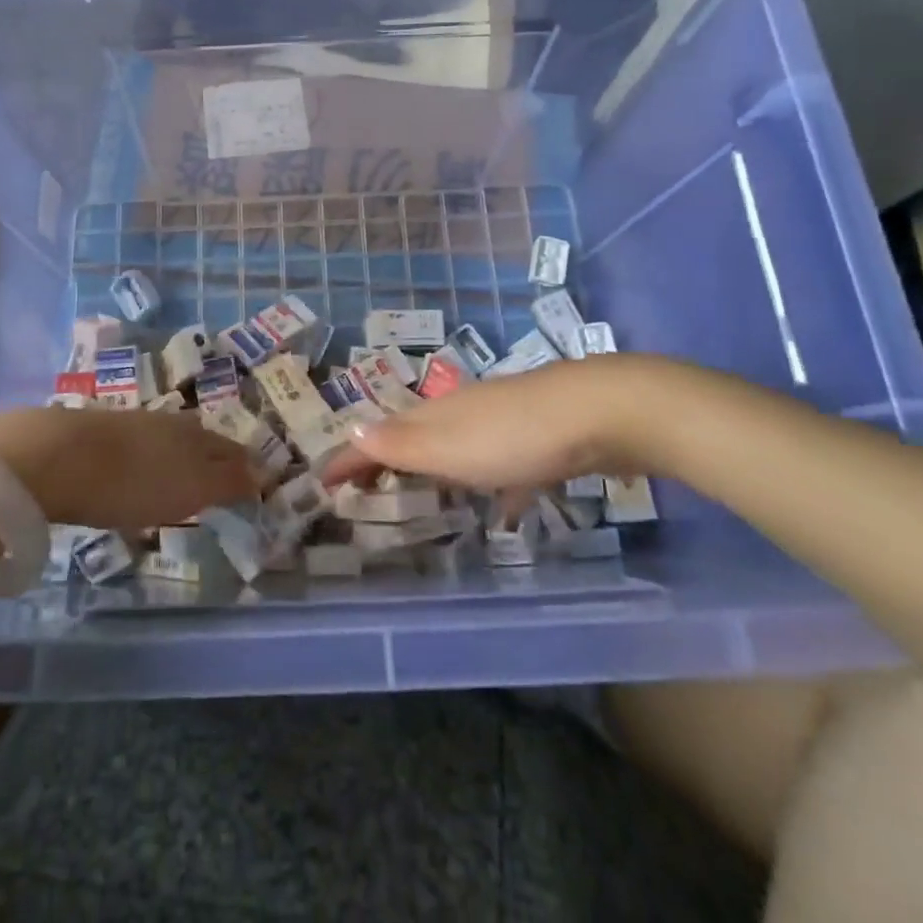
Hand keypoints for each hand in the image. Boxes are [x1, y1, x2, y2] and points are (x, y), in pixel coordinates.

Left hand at [0, 407, 255, 528]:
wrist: (55, 457)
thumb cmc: (132, 481)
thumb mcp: (189, 489)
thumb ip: (227, 482)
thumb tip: (265, 473)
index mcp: (194, 435)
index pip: (230, 449)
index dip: (244, 466)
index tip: (254, 482)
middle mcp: (168, 423)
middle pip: (200, 440)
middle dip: (213, 458)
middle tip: (219, 480)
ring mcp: (131, 424)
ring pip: (167, 440)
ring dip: (177, 458)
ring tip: (179, 479)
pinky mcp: (98, 433)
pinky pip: (135, 447)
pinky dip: (145, 461)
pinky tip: (135, 475)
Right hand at [320, 354, 675, 492]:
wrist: (600, 412)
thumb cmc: (515, 437)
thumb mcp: (449, 448)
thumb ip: (401, 445)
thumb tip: (349, 432)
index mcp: (435, 417)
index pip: (379, 437)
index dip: (350, 459)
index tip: (322, 483)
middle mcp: (462, 413)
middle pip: (413, 438)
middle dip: (386, 462)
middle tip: (365, 492)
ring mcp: (502, 421)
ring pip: (457, 449)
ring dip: (435, 472)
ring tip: (425, 501)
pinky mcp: (538, 438)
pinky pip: (499, 465)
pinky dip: (490, 485)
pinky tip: (504, 510)